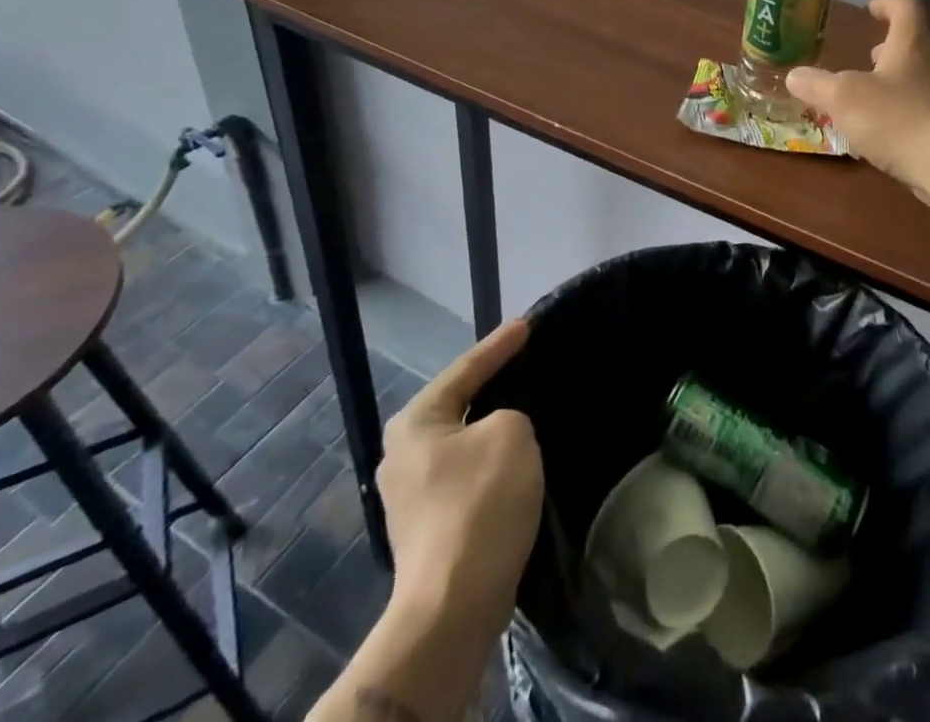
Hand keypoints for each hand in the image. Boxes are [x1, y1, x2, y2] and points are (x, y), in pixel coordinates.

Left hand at [377, 319, 542, 641]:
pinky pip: (465, 476)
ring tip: (526, 413)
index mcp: (415, 422)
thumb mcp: (511, 432)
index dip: (500, 344)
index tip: (528, 323)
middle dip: (491, 386)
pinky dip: (490, 465)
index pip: (466, 368)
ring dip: (492, 431)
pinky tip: (513, 465)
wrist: (453, 607)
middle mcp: (402, 454)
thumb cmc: (479, 503)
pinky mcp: (427, 528)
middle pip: (458, 405)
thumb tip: (499, 435)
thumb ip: (510, 415)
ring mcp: (410, 496)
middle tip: (525, 364)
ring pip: (463, 444)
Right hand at [787, 0, 929, 200]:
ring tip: (869, 95)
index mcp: (911, 45)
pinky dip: (903, 109)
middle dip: (889, 48)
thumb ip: (817, 85)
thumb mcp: (843, 98)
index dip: (888, 5)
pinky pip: (924, 108)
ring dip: (895, 80)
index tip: (872, 9)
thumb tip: (794, 75)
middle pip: (914, 44)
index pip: (905, 9)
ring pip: (919, 77)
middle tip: (868, 56)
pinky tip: (884, 131)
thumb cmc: (895, 119)